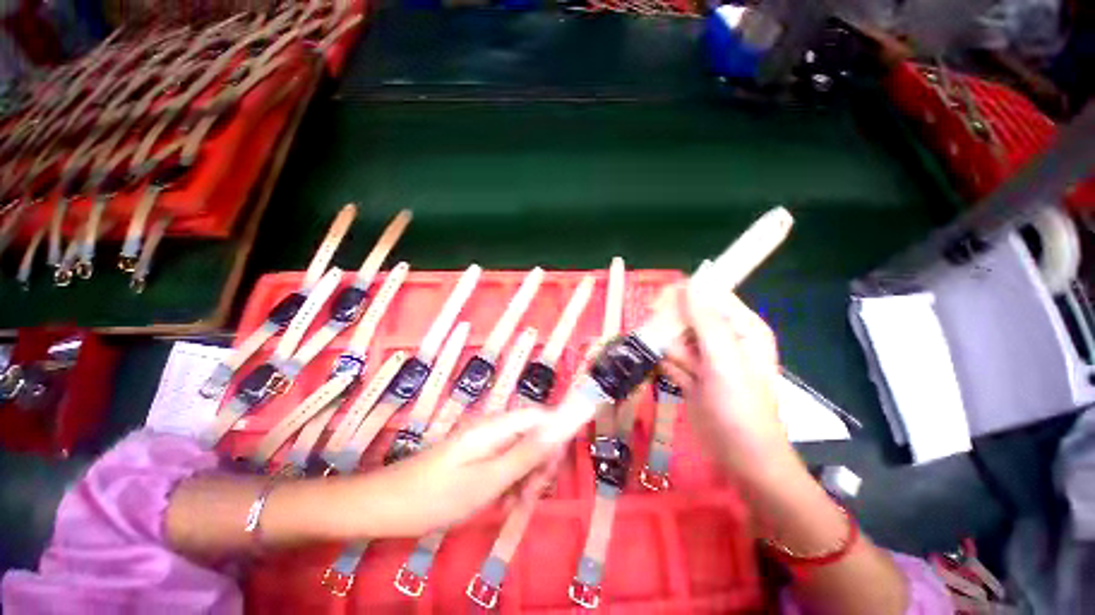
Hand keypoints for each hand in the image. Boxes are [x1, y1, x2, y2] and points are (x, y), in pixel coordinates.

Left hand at [365, 408, 555, 535]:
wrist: (384, 506)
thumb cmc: (437, 496)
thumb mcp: (487, 480)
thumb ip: (526, 453)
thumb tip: (559, 429)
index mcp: (497, 426)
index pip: (540, 415)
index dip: (556, 435)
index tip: (555, 469)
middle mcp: (494, 428)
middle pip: (533, 434)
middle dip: (539, 463)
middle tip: (532, 497)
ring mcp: (484, 442)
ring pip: (520, 452)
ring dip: (525, 477)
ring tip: (515, 507)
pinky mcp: (477, 456)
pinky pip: (504, 463)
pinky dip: (510, 482)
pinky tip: (502, 504)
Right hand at [661, 283, 795, 483]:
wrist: (740, 457)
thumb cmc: (739, 407)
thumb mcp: (724, 360)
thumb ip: (706, 320)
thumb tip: (691, 281)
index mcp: (740, 327)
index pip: (708, 295)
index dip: (683, 296)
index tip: (658, 304)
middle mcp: (723, 337)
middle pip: (686, 316)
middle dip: (673, 328)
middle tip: (669, 345)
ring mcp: (705, 356)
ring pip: (674, 338)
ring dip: (670, 351)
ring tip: (683, 373)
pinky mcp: (691, 373)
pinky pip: (670, 358)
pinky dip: (669, 366)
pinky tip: (679, 382)